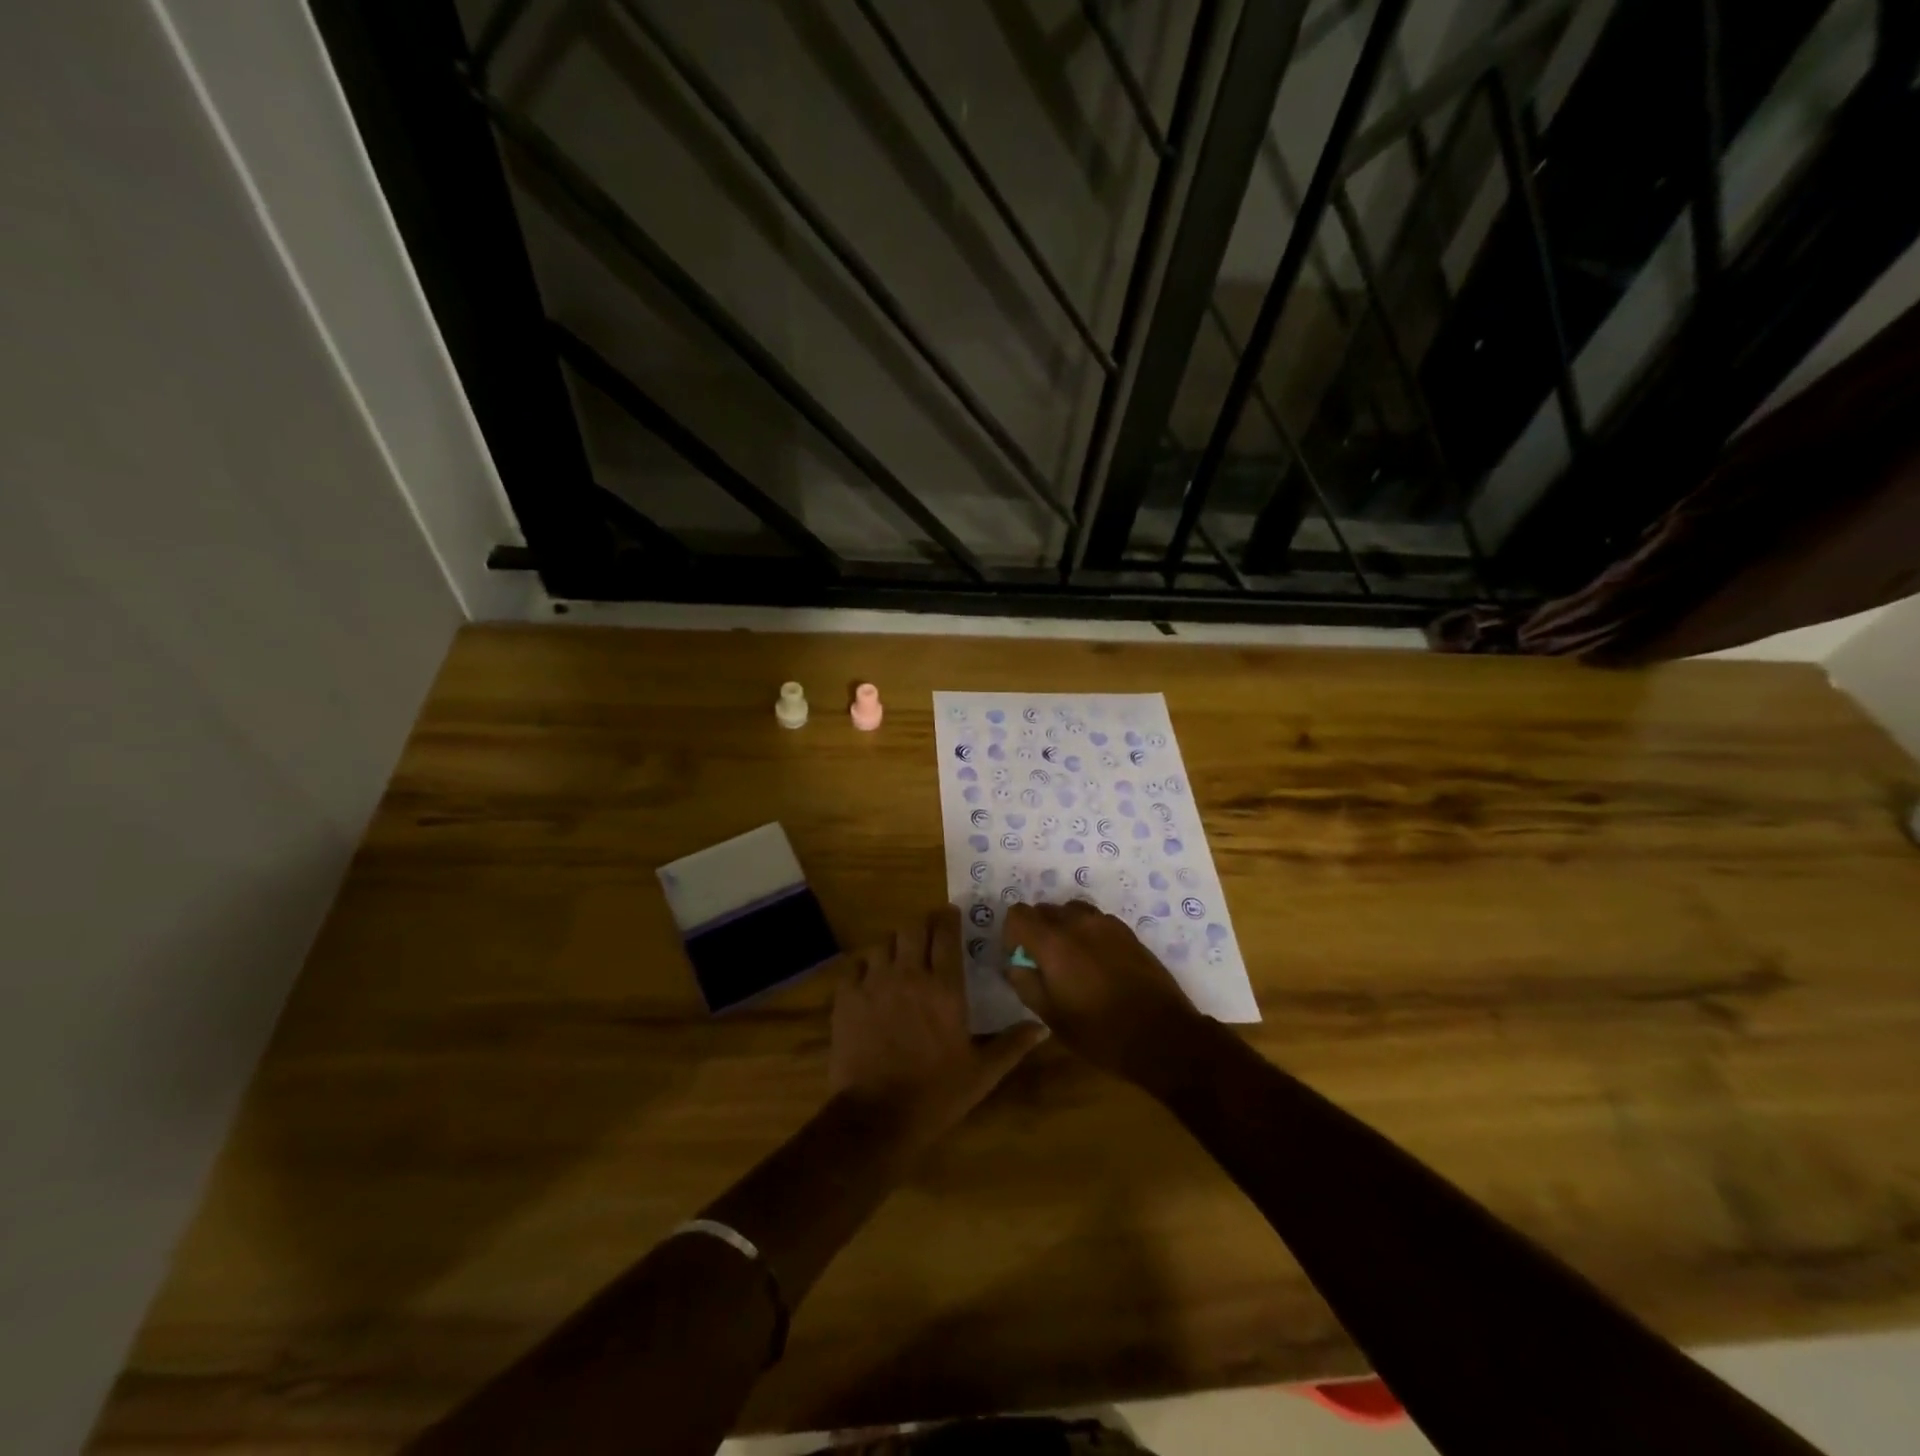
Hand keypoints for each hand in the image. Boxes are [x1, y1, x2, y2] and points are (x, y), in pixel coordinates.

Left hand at [829, 905, 1045, 1146]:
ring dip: (895, 944)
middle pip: (913, 929)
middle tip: (928, 931)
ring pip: (883, 942)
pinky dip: (865, 964)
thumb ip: (1012, 1045)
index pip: (946, 935)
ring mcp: (874, 983)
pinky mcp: (847, 998)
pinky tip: (870, 976)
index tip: (951, 913)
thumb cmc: (935, 1094)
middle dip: (922, 925)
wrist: (876, 1117)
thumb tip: (1042, 1027)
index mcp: (945, 988)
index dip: (949, 918)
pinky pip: (855, 964)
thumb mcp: (982, 1073)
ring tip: (900, 955)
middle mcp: (910, 975)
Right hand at [1003, 901, 1207, 1083]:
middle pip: (1044, 909)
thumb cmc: (1100, 1032)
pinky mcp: (1128, 932)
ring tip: (1071, 960)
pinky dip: (1087, 932)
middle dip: (1036, 931)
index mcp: (1054, 942)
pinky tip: (1097, 963)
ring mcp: (1106, 924)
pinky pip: (1096, 920)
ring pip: (1071, 911)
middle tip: (1043, 963)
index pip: (1018, 914)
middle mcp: (1078, 923)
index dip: (1012, 934)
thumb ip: (1025, 983)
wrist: (1162, 1036)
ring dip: (1063, 928)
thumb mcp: (1052, 1017)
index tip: (1020, 959)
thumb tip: (1016, 964)